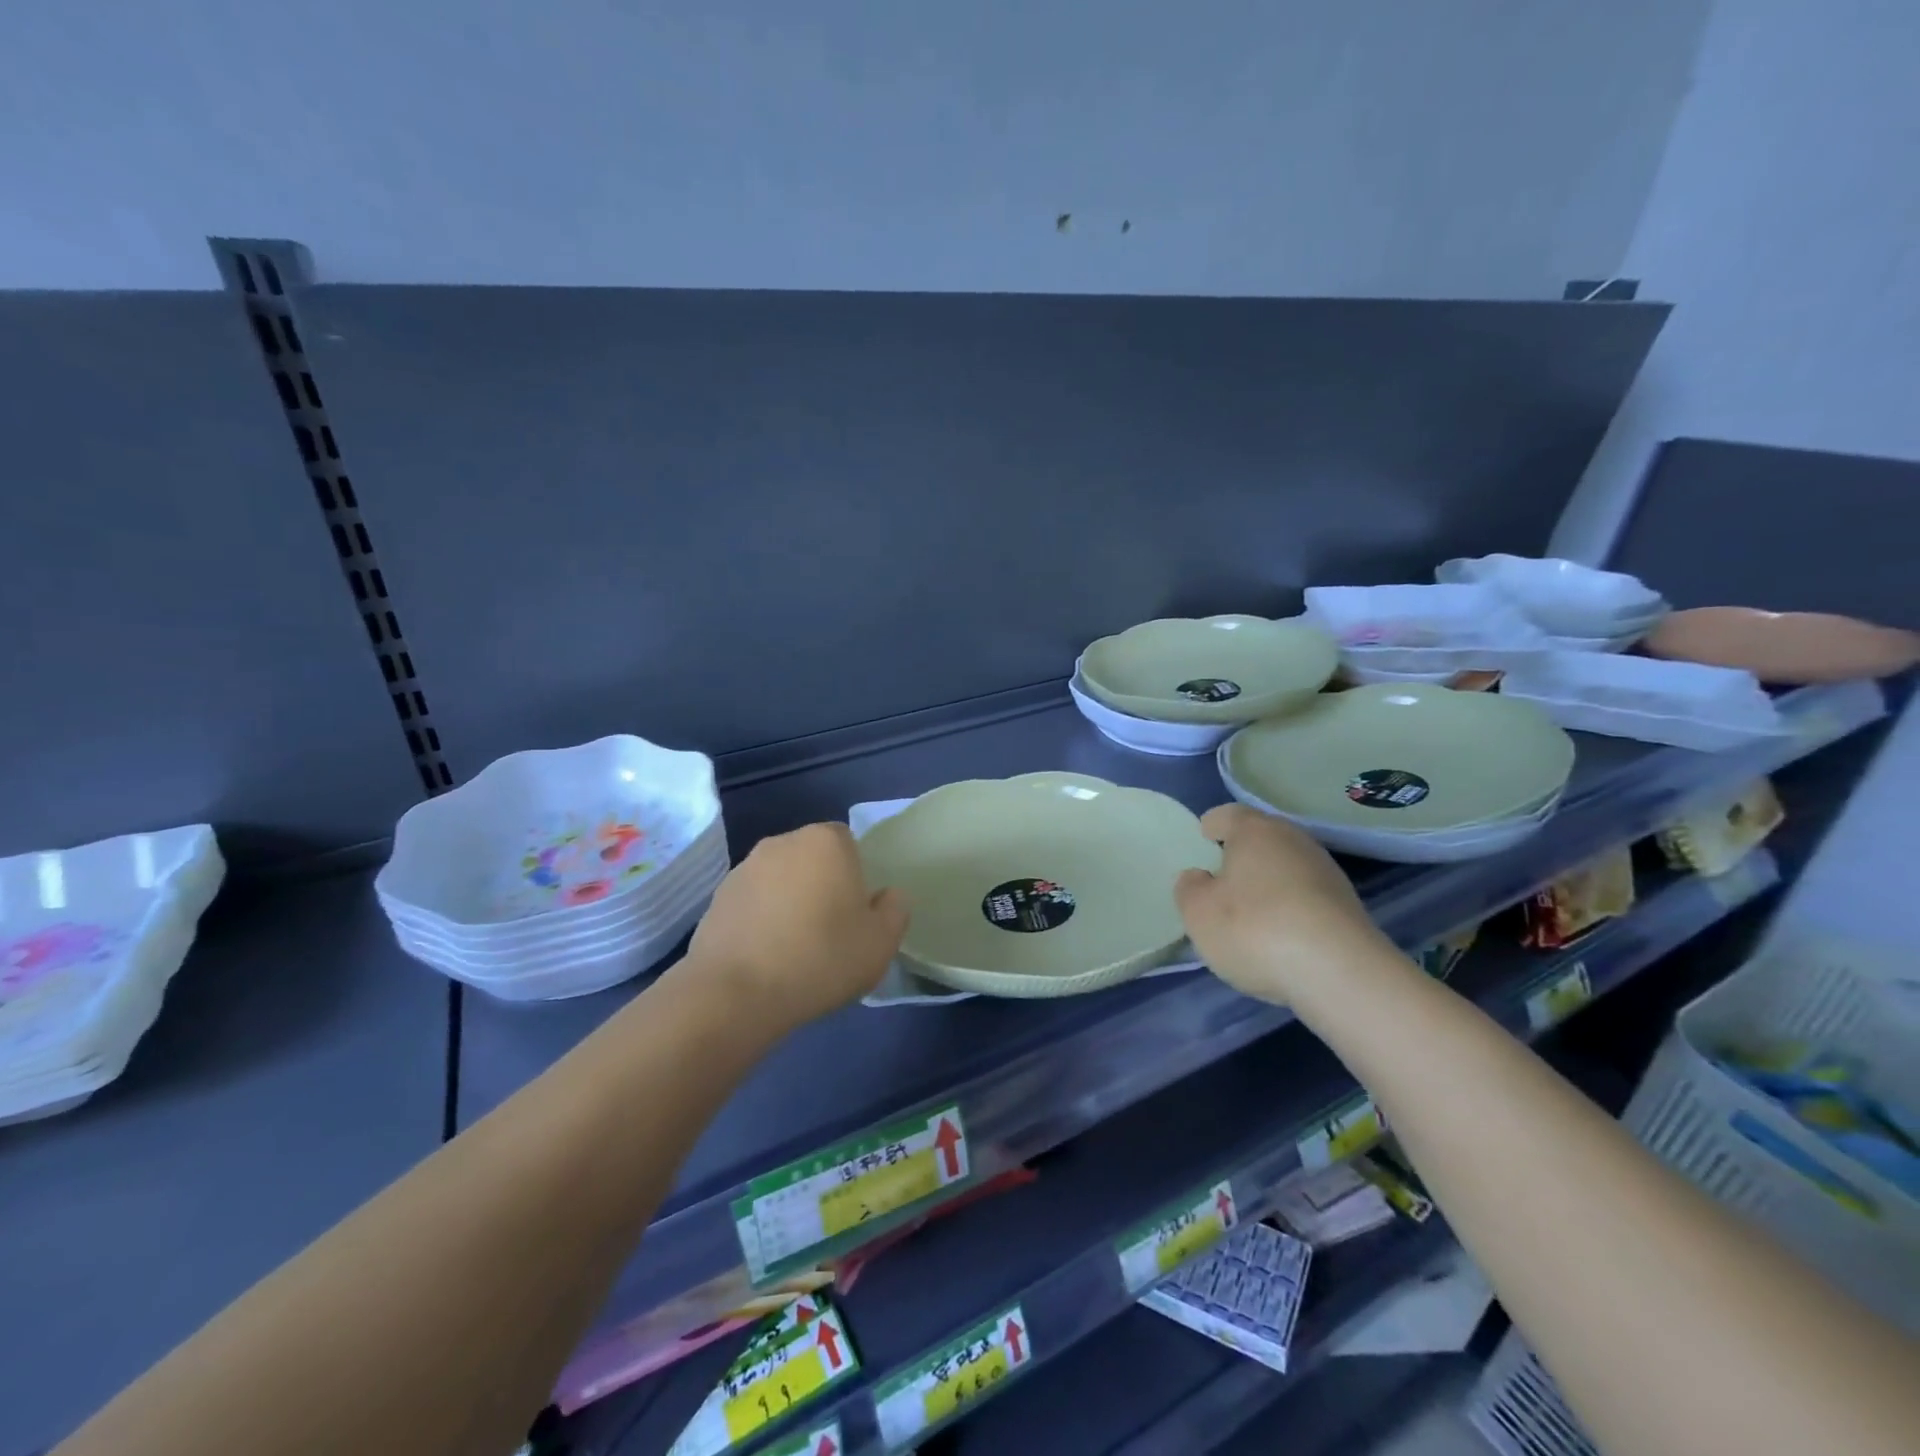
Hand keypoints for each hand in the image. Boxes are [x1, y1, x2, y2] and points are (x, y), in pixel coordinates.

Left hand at [683, 823, 909, 1030]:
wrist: (735, 992)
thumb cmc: (820, 958)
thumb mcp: (880, 943)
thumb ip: (895, 910)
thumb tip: (888, 896)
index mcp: (826, 842)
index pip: (848, 842)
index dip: (855, 875)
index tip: (854, 912)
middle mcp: (783, 842)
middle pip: (812, 858)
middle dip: (821, 884)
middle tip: (829, 931)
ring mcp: (744, 868)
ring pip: (780, 879)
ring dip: (788, 902)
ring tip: (794, 949)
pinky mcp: (717, 897)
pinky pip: (753, 902)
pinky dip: (761, 920)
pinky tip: (764, 957)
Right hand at [1174, 804, 1398, 1005]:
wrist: (1340, 973)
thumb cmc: (1255, 929)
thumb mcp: (1198, 912)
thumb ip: (1190, 888)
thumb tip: (1200, 877)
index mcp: (1254, 831)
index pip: (1227, 815)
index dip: (1212, 826)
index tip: (1202, 840)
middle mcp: (1293, 840)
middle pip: (1262, 838)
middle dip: (1242, 854)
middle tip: (1221, 878)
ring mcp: (1326, 872)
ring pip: (1286, 866)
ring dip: (1269, 882)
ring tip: (1251, 912)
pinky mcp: (1348, 905)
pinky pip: (1307, 895)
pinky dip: (1291, 907)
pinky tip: (1281, 934)